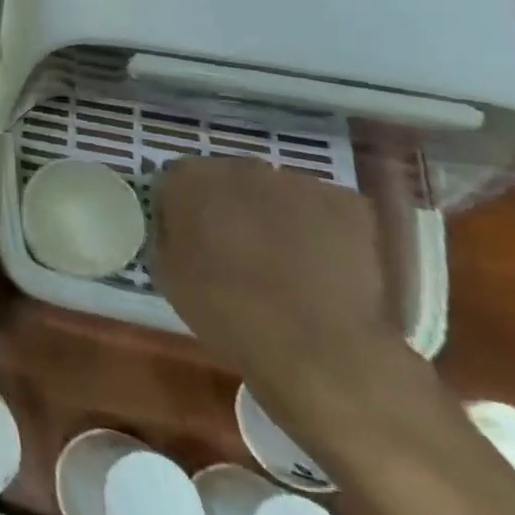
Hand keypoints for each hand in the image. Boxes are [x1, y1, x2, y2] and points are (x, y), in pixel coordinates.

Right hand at [151, 156, 399, 414]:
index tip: (189, 238)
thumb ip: (168, 232)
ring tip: (286, 263)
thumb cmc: (225, 311)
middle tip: (237, 249)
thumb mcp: (166, 272)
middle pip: (230, 179)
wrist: (314, 348)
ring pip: (279, 193)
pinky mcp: (348, 204)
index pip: (176, 180)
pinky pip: (325, 211)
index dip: (182, 209)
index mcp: (189, 178)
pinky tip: (322, 267)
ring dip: (276, 216)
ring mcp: (299, 182)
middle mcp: (241, 167)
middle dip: (231, 206)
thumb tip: (179, 225)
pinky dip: (321, 231)